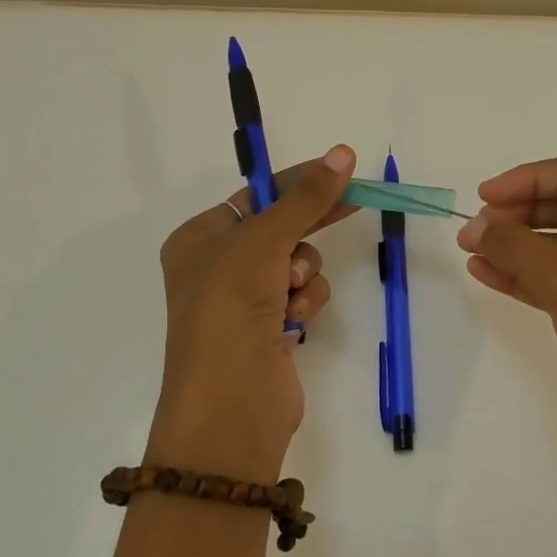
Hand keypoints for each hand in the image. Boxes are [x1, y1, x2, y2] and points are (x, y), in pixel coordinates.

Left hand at [149, 145, 356, 481]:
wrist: (231, 403)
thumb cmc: (231, 309)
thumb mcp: (263, 243)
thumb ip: (305, 198)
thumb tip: (343, 153)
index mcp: (201, 239)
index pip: (257, 195)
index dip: (298, 181)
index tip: (340, 168)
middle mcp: (219, 266)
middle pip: (280, 227)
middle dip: (308, 225)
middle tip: (355, 201)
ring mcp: (246, 300)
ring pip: (298, 263)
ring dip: (304, 273)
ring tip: (290, 293)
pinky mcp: (272, 328)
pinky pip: (303, 296)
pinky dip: (305, 303)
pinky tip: (295, 322)